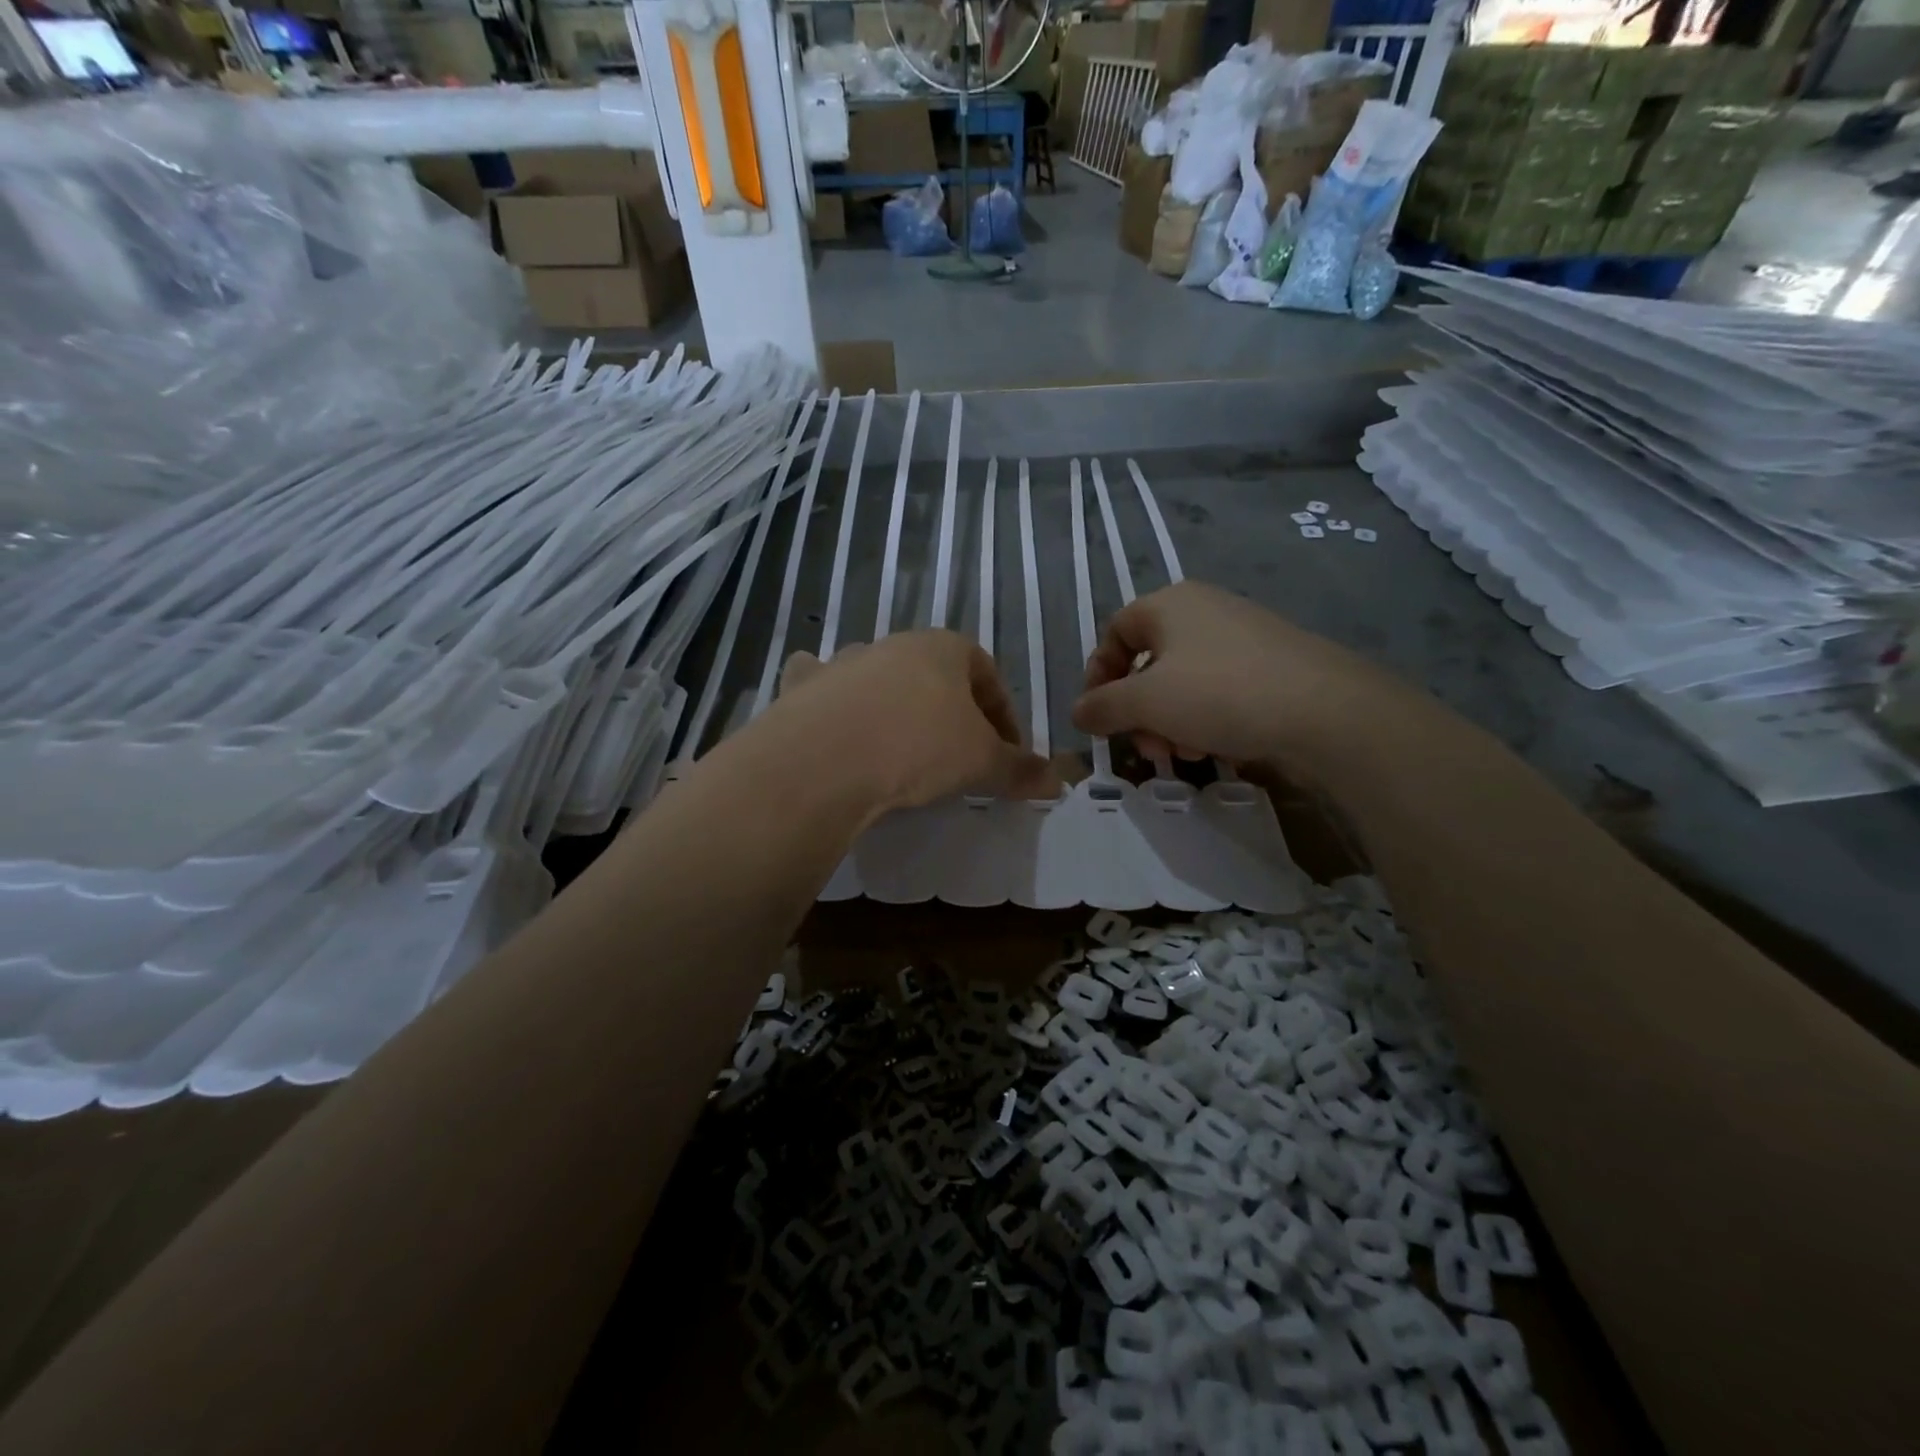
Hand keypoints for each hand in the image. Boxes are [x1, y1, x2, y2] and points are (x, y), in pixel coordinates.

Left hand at [776, 631, 1055, 811]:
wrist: (825, 758)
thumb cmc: (919, 746)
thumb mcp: (982, 762)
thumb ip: (1019, 769)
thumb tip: (1058, 781)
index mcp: (943, 648)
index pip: (987, 674)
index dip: (1004, 715)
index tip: (1006, 753)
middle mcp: (892, 645)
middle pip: (933, 676)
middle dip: (950, 713)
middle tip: (958, 756)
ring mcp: (842, 663)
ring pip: (878, 678)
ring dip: (894, 707)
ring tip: (900, 752)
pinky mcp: (803, 689)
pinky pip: (821, 687)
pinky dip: (829, 701)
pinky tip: (834, 727)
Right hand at [1071, 581, 1395, 767]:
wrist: (1326, 711)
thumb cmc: (1219, 694)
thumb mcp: (1145, 703)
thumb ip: (1102, 707)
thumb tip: (1078, 712)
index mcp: (1169, 604)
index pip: (1114, 632)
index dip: (1098, 675)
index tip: (1098, 717)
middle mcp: (1205, 610)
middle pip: (1149, 662)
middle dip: (1138, 711)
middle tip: (1147, 747)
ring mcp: (1242, 636)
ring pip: (1183, 682)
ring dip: (1169, 722)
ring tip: (1184, 755)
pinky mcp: (1271, 664)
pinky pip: (1219, 690)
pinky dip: (1204, 720)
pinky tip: (1214, 749)